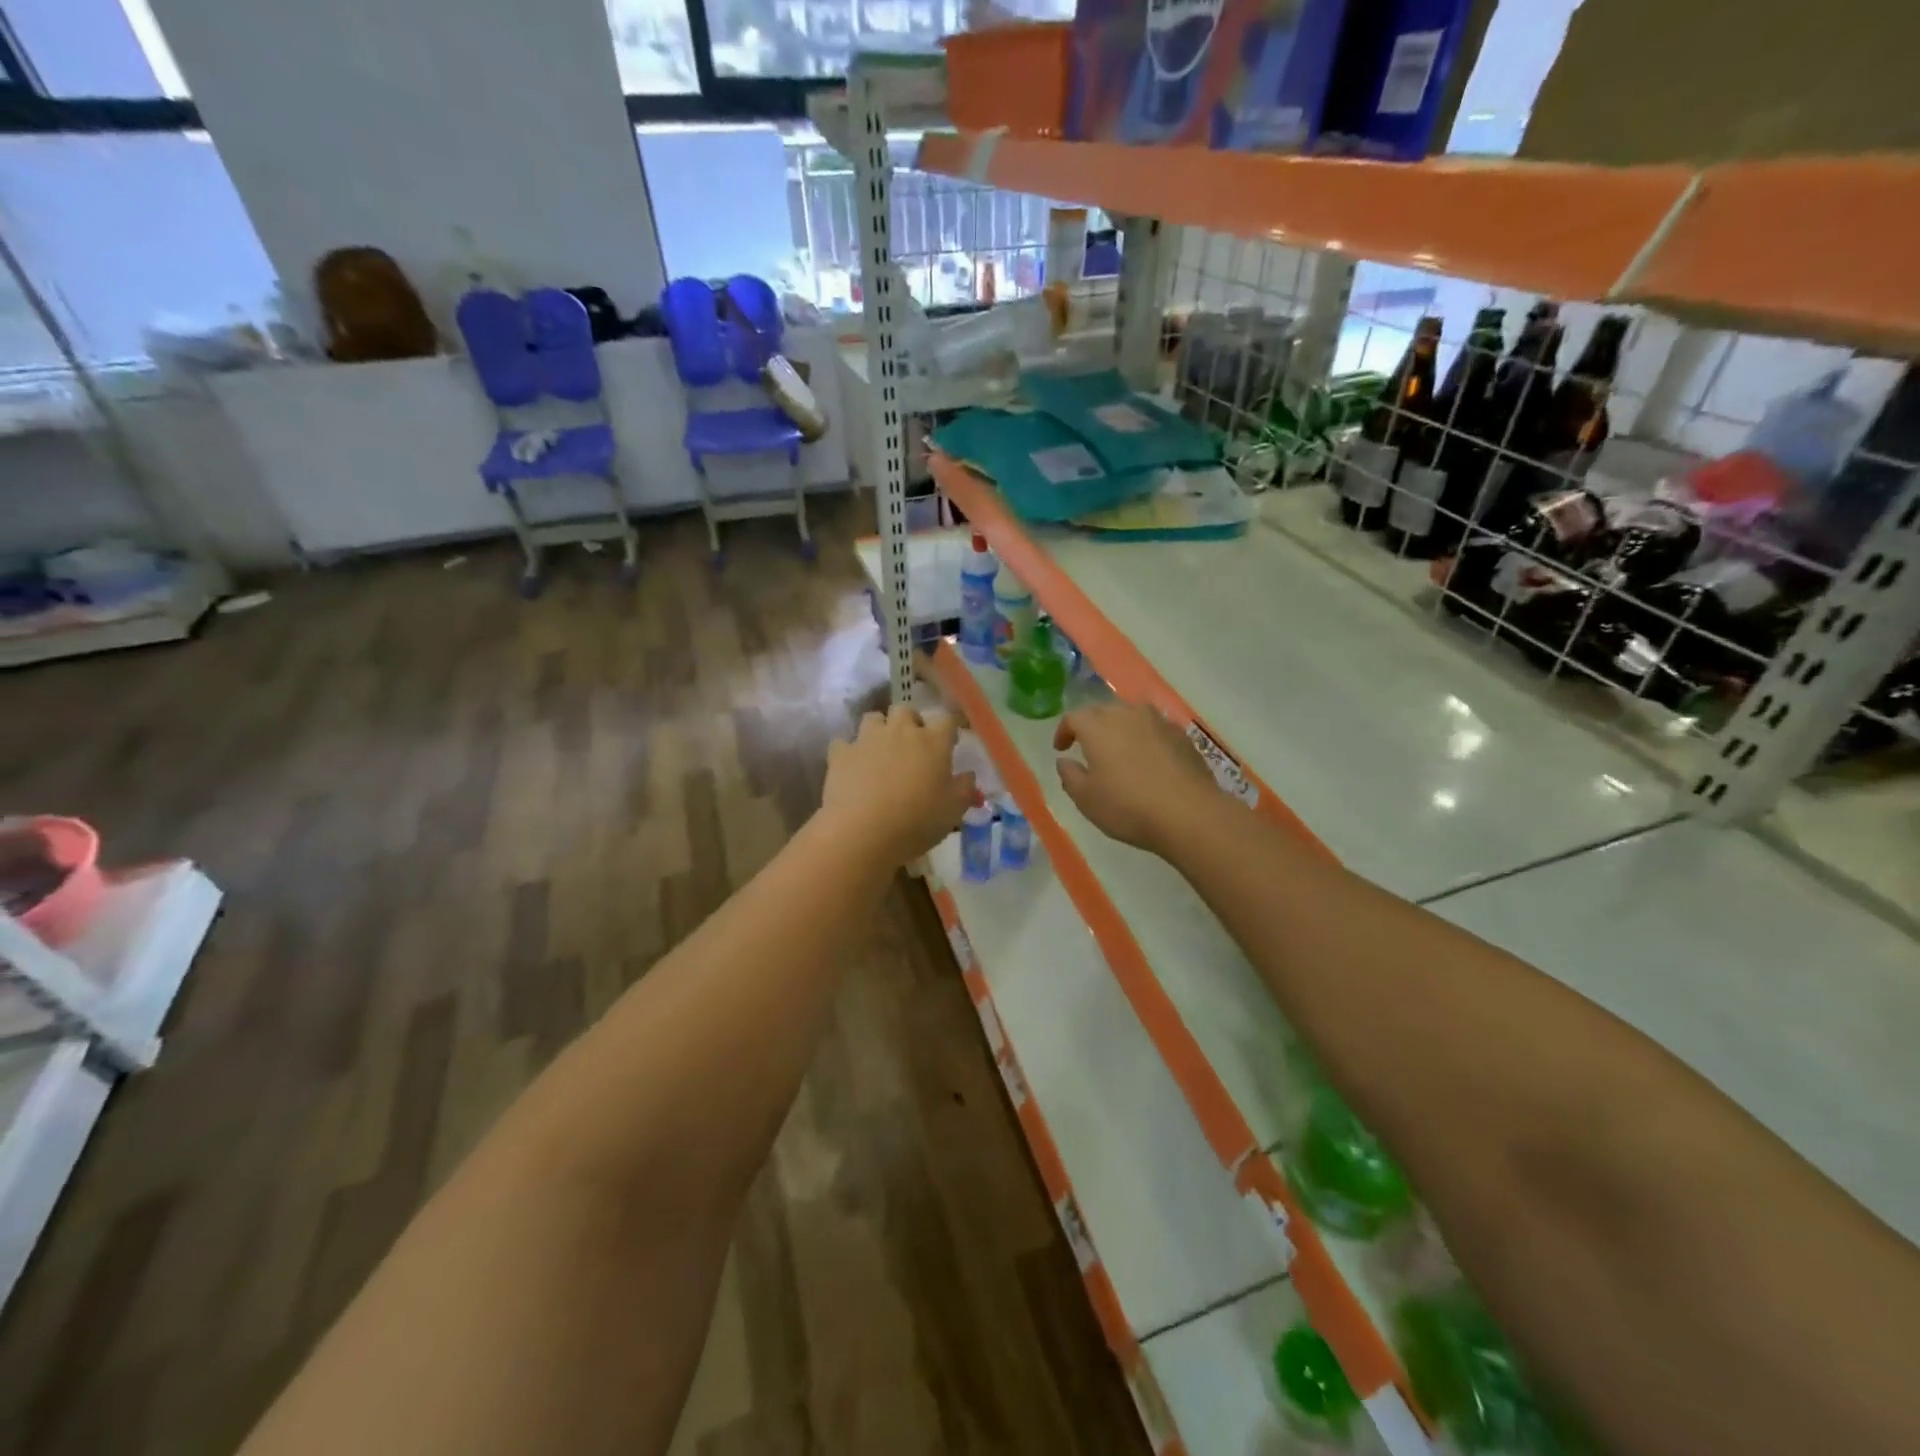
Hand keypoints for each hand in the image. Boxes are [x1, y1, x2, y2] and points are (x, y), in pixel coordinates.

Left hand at [822, 705, 974, 866]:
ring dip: (879, 730)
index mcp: (933, 742)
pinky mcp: (841, 753)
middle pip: (906, 711)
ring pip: (873, 718)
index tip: (949, 744)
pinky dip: (850, 752)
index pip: (946, 720)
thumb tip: (968, 776)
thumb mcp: (953, 811)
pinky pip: (844, 743)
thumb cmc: (917, 821)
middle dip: (910, 723)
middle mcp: (901, 731)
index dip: (948, 729)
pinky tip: (853, 768)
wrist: (863, 832)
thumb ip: (964, 789)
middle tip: (913, 746)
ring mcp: (868, 739)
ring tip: (881, 751)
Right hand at [1054, 701, 1222, 854]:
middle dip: (1091, 726)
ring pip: (1131, 715)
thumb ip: (1070, 776)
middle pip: (1102, 711)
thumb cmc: (1128, 807)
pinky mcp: (1181, 735)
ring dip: (1119, 728)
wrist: (1189, 814)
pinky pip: (1154, 728)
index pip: (1073, 717)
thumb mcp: (1086, 799)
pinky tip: (1147, 759)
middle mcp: (1127, 714)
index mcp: (1098, 727)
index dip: (1064, 731)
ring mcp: (1158, 722)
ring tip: (1118, 750)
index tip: (1061, 748)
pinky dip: (1144, 738)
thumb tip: (1065, 761)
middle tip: (1087, 747)